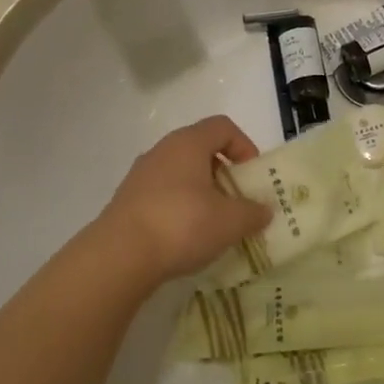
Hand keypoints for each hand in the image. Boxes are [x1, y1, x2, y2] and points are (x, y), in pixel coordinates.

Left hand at [91, 116, 271, 290]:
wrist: (119, 256)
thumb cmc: (182, 224)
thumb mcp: (230, 221)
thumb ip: (253, 213)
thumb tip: (264, 211)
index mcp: (188, 143)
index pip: (222, 127)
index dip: (244, 146)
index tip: (252, 176)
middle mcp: (162, 151)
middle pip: (201, 150)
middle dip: (224, 174)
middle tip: (237, 202)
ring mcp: (140, 176)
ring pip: (181, 174)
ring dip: (202, 193)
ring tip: (213, 223)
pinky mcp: (127, 201)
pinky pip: (163, 195)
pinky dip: (180, 208)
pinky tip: (185, 237)